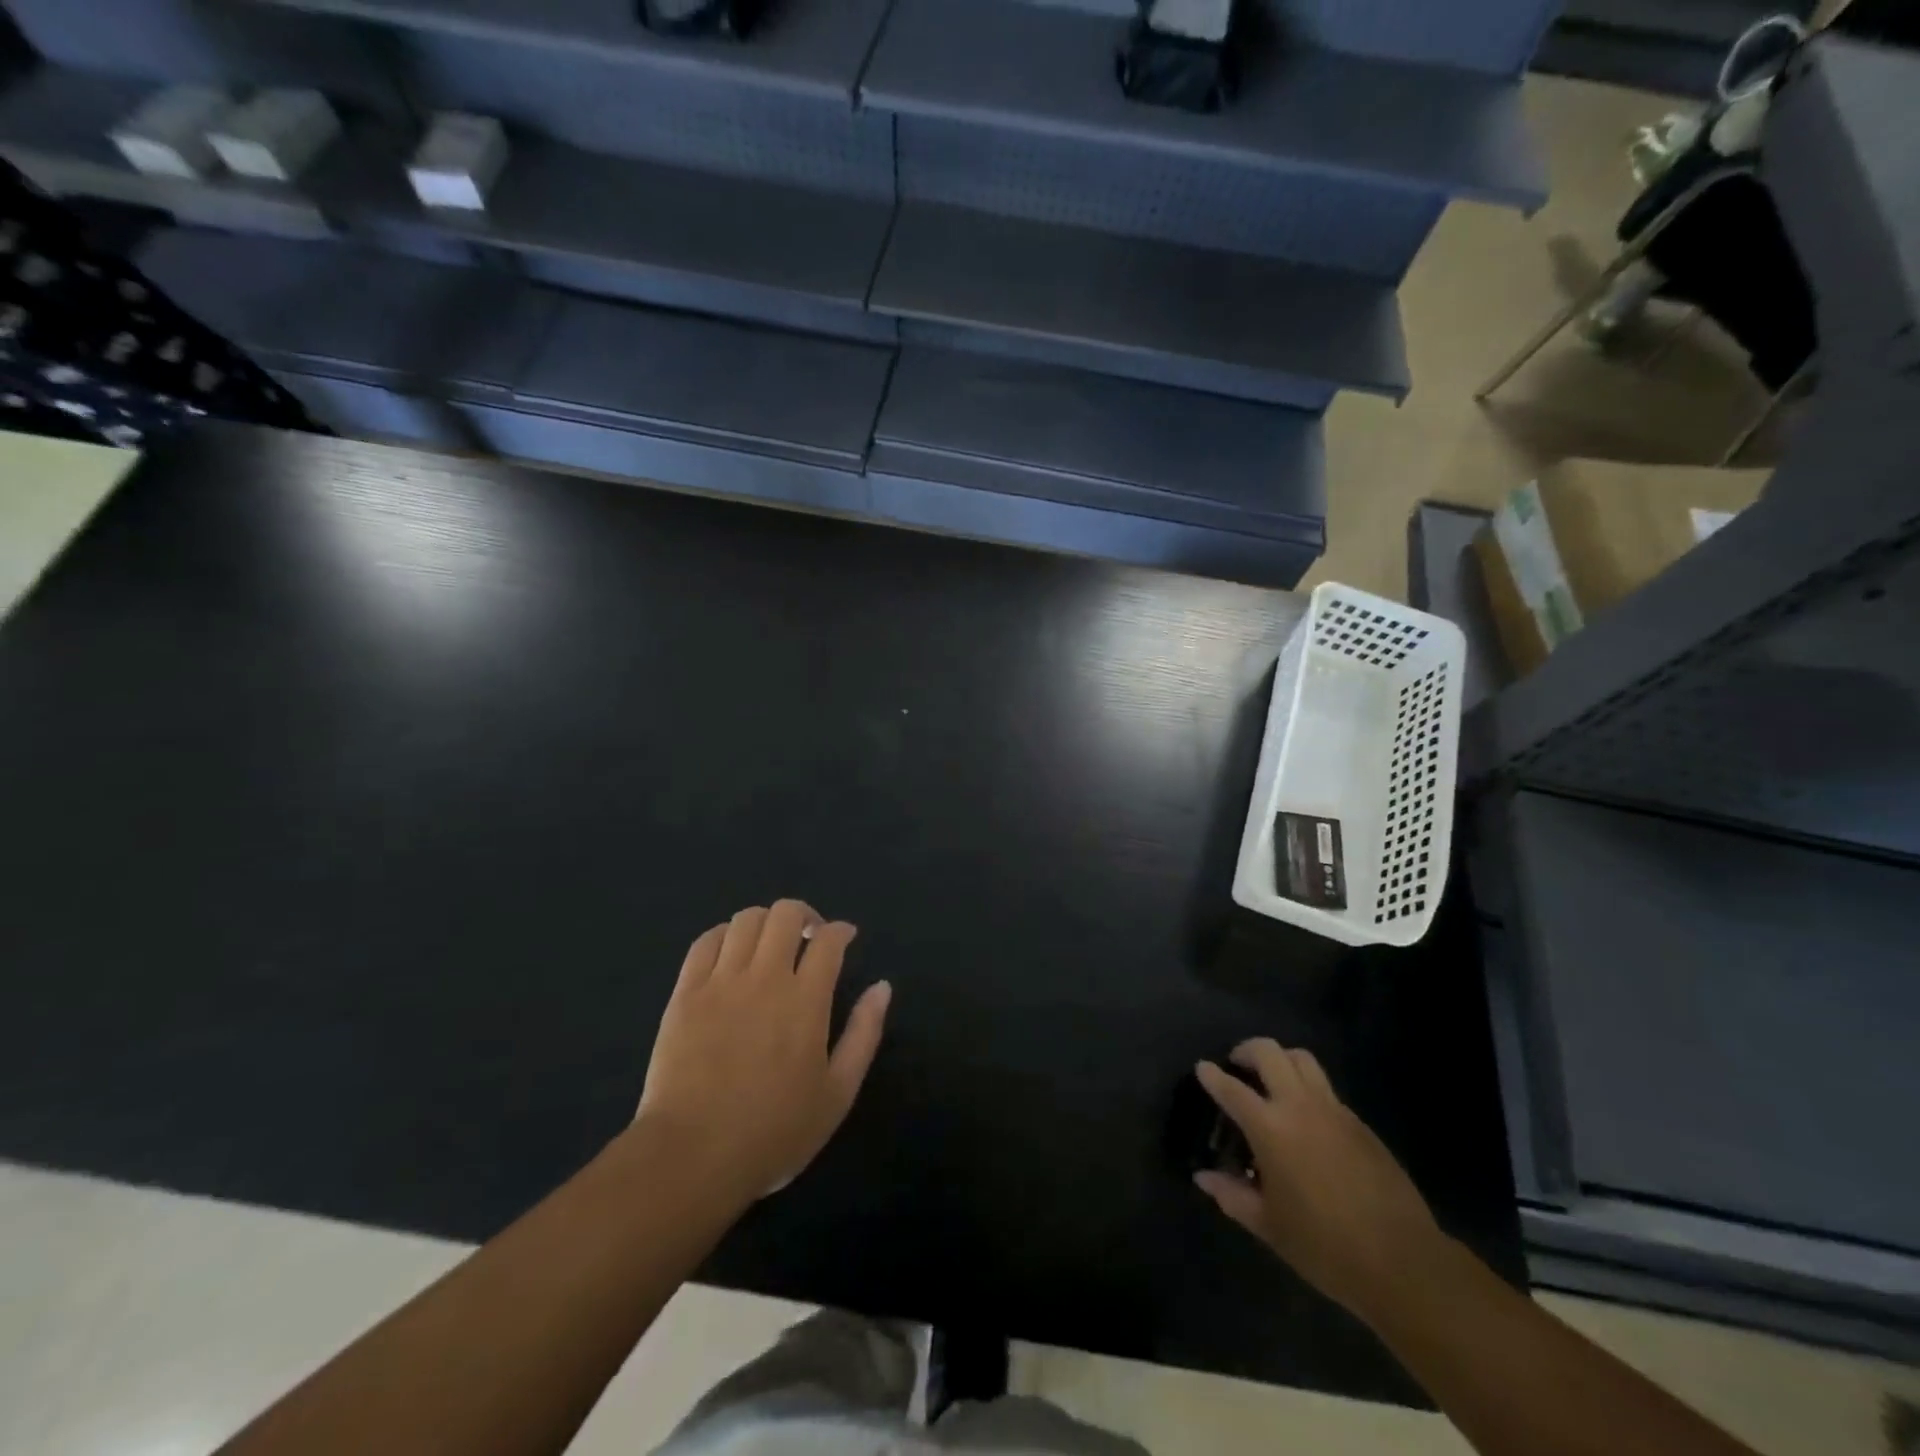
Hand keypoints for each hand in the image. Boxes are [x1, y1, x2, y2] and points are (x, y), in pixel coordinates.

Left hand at [637, 900, 890, 1205]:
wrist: (692, 1157)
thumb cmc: (774, 1132)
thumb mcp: (837, 1093)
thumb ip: (864, 1033)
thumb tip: (883, 987)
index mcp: (806, 999)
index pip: (828, 940)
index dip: (841, 930)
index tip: (845, 937)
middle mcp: (765, 977)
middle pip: (785, 914)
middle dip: (804, 915)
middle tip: (809, 937)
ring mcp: (721, 982)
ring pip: (746, 920)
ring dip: (766, 922)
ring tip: (770, 944)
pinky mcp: (685, 994)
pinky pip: (705, 942)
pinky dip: (724, 935)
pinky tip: (731, 951)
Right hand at [1194, 1039, 1443, 1322]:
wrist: (1402, 1262)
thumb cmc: (1325, 1246)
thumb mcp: (1269, 1226)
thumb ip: (1232, 1195)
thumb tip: (1204, 1177)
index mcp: (1270, 1128)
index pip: (1232, 1089)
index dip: (1212, 1076)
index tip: (1202, 1068)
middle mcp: (1300, 1107)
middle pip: (1269, 1052)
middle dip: (1247, 1050)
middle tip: (1237, 1064)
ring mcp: (1334, 1111)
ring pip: (1302, 1059)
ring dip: (1281, 1059)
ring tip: (1272, 1079)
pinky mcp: (1360, 1124)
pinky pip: (1327, 1089)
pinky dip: (1308, 1088)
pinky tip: (1307, 1119)